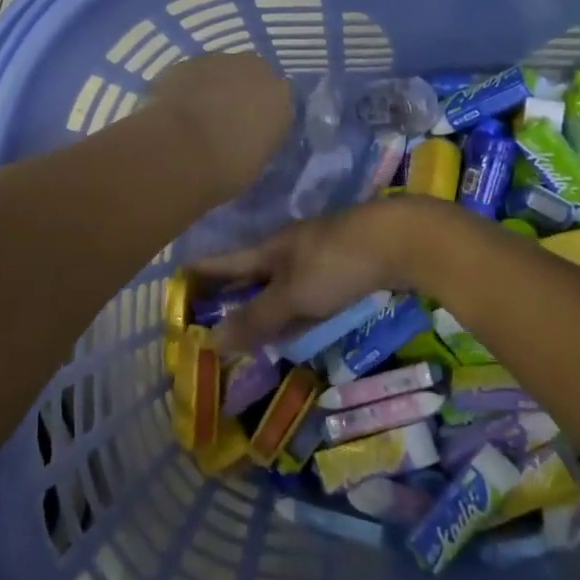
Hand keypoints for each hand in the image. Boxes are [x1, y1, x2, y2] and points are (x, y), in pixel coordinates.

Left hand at [145, 53, 291, 204]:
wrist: (179, 151)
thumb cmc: (227, 168)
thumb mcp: (258, 162)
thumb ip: (260, 140)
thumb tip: (251, 137)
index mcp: (281, 96)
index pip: (280, 101)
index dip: (265, 116)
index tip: (254, 133)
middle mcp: (255, 69)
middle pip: (253, 76)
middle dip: (242, 93)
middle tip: (227, 120)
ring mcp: (219, 61)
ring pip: (221, 71)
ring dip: (214, 87)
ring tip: (198, 116)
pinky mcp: (185, 63)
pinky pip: (193, 75)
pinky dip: (189, 88)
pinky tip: (177, 109)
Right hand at [190, 198, 433, 353]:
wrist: (401, 239)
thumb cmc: (337, 263)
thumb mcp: (293, 295)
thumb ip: (257, 318)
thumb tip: (212, 340)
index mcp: (271, 248)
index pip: (227, 261)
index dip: (203, 271)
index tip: (179, 277)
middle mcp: (291, 248)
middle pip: (255, 273)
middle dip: (235, 292)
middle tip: (213, 313)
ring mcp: (320, 255)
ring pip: (284, 284)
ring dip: (267, 304)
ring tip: (251, 326)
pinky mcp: (346, 267)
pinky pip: (310, 292)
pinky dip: (298, 309)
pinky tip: (300, 323)